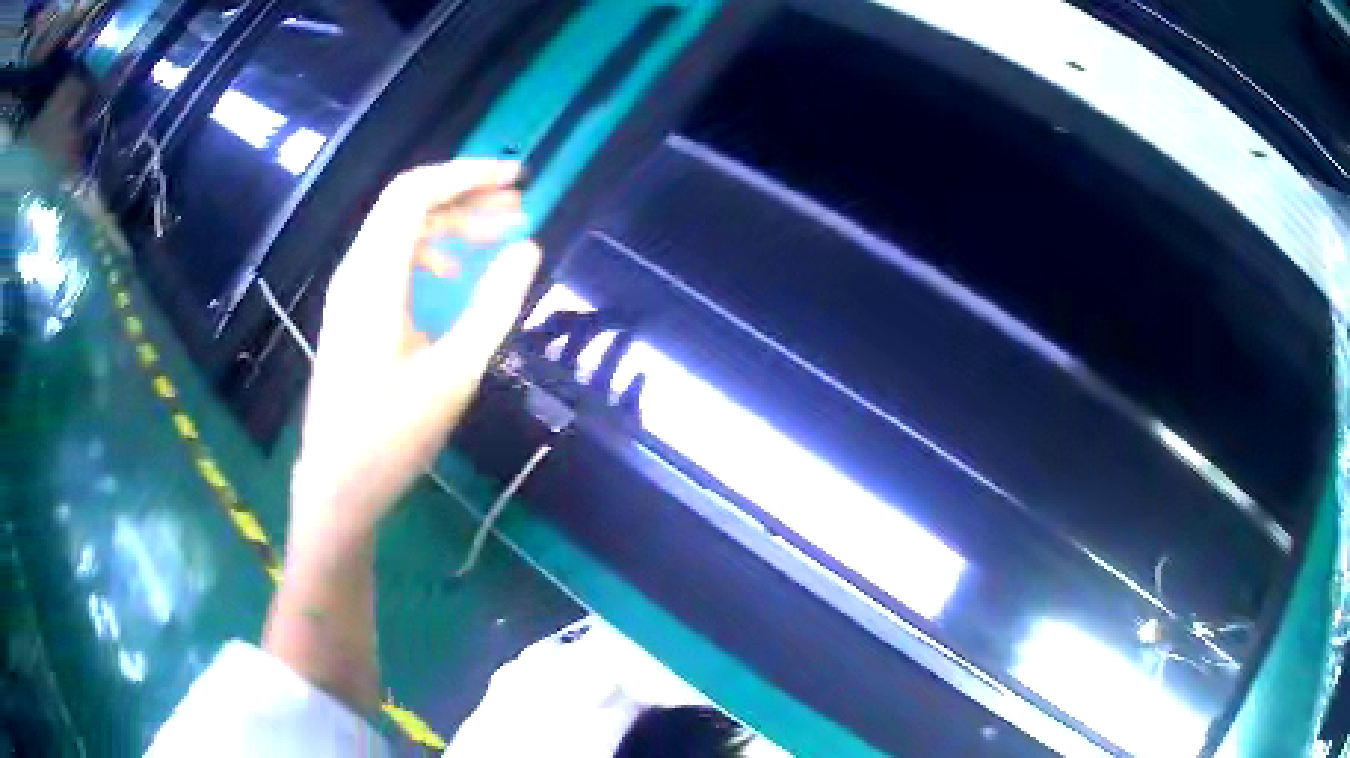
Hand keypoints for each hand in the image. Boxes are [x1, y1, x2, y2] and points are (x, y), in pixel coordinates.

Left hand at [290, 159, 540, 550]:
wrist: (338, 485)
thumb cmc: (392, 437)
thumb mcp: (454, 374)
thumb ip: (493, 306)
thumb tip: (527, 249)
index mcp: (374, 279)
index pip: (415, 194)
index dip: (467, 175)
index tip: (517, 180)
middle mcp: (355, 272)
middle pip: (407, 205)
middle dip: (465, 196)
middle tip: (518, 209)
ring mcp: (349, 292)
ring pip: (400, 231)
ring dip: (449, 225)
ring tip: (498, 236)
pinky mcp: (352, 312)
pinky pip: (391, 260)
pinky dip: (428, 252)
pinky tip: (453, 275)